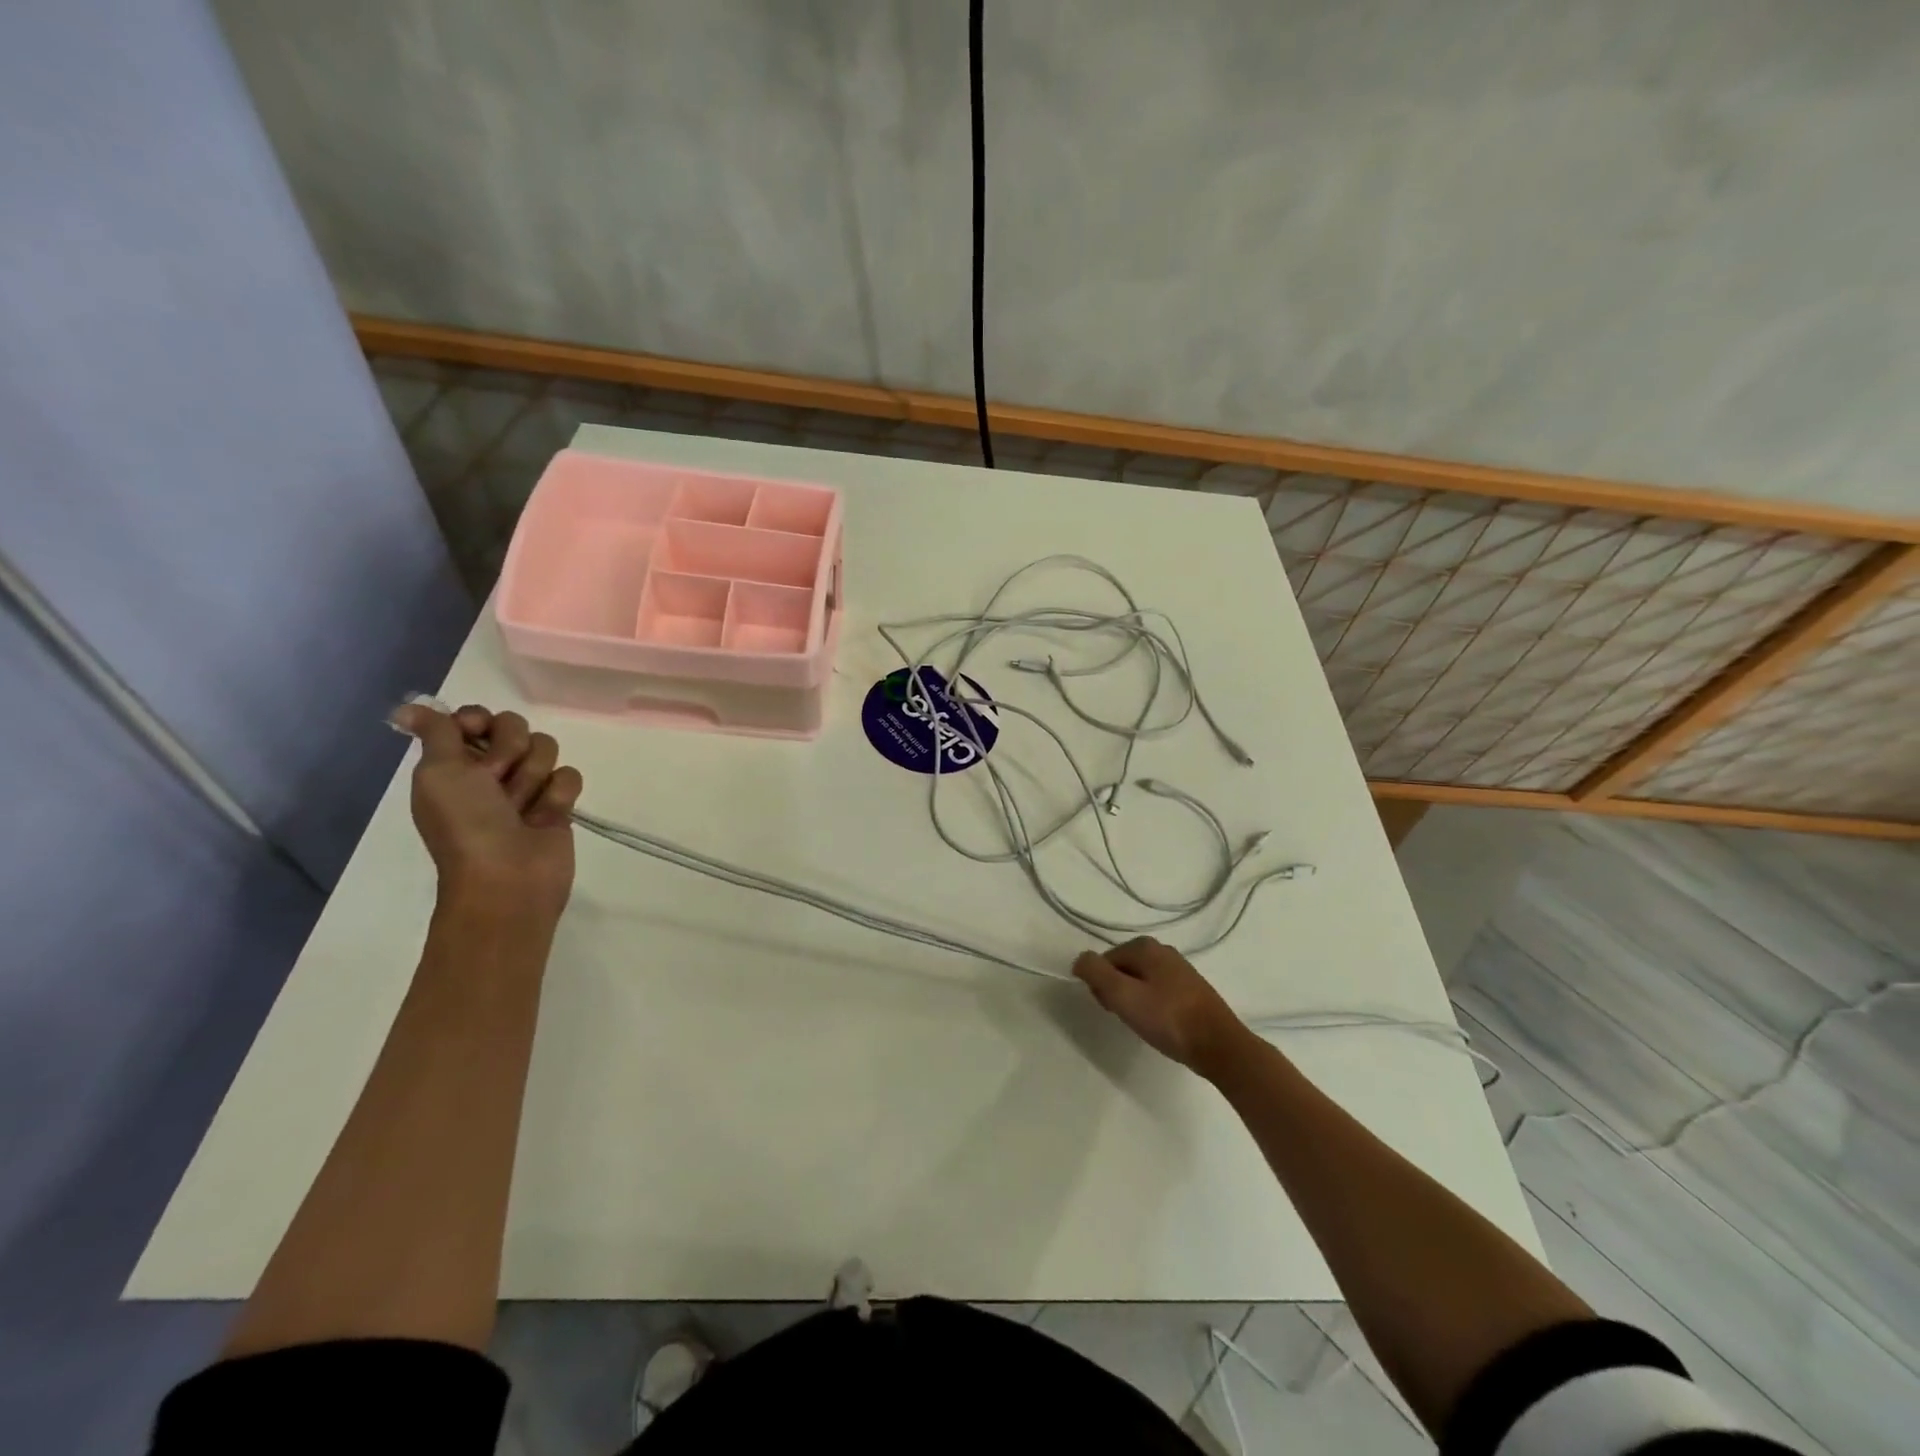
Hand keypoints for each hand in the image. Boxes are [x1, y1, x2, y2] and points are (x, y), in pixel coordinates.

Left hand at [391, 702, 583, 920]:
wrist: (507, 876)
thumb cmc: (466, 824)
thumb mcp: (438, 773)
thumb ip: (435, 733)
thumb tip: (406, 707)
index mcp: (455, 763)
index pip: (475, 717)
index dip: (478, 721)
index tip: (475, 734)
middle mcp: (491, 771)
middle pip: (516, 727)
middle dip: (510, 750)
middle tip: (497, 781)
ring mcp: (528, 786)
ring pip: (546, 749)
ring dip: (533, 776)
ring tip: (522, 806)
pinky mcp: (559, 803)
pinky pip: (569, 776)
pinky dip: (558, 794)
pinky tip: (546, 815)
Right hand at [1073, 937, 1252, 1078]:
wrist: (1219, 1046)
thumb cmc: (1168, 1019)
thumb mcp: (1123, 995)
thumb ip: (1095, 973)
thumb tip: (1080, 960)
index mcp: (1145, 946)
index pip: (1104, 961)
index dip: (1101, 987)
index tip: (1111, 1009)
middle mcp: (1162, 950)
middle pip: (1122, 969)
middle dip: (1117, 992)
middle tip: (1126, 1017)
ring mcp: (1179, 969)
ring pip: (1139, 981)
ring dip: (1134, 1001)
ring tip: (1144, 1024)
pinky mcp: (1190, 989)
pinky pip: (1157, 991)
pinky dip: (1152, 1006)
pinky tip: (1160, 1024)